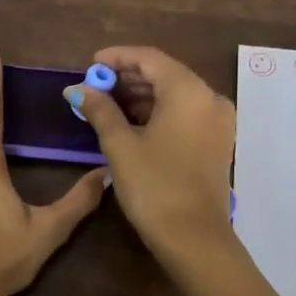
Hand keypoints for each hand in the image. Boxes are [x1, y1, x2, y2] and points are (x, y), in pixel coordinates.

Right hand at [68, 46, 291, 295]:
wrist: (194, 238)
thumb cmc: (154, 186)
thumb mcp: (120, 145)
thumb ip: (100, 110)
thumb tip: (77, 89)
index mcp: (189, 92)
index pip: (150, 59)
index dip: (118, 57)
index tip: (90, 64)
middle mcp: (209, 98)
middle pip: (165, 74)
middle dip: (128, 77)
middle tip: (94, 87)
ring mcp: (218, 121)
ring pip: (175, 94)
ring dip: (141, 95)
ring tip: (106, 104)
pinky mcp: (217, 141)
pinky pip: (185, 113)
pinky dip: (158, 112)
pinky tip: (131, 122)